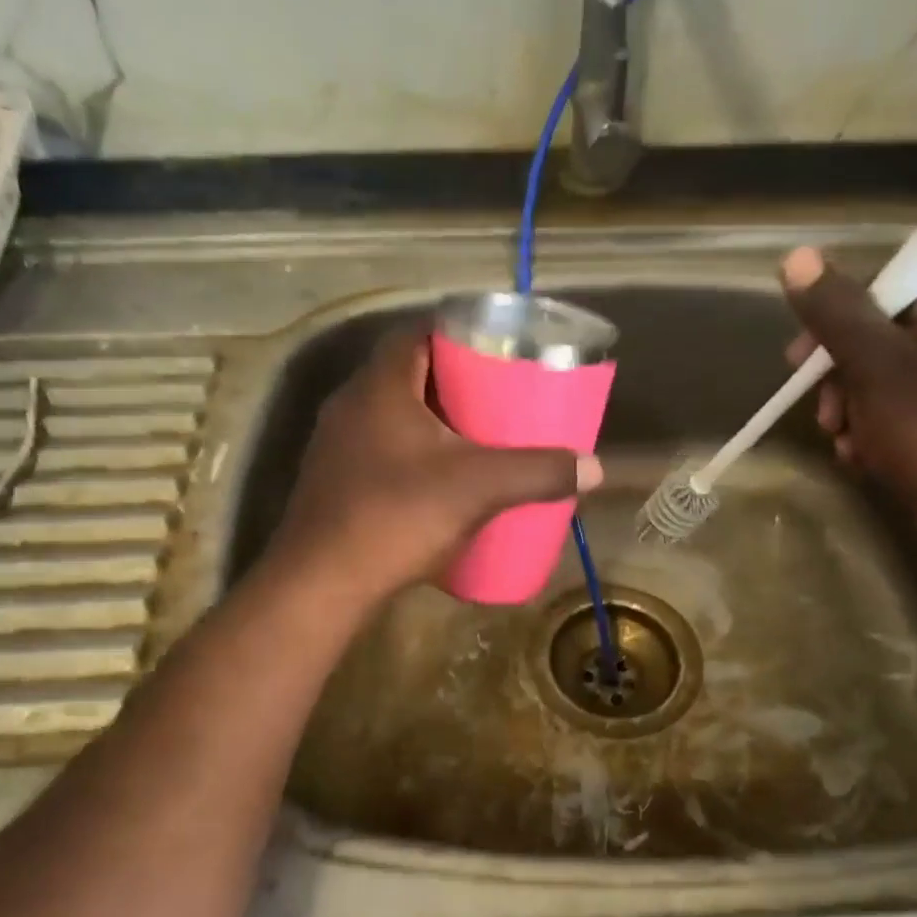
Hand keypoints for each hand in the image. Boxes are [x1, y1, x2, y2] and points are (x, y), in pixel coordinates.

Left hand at [266, 327, 603, 605]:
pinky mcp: (333, 482)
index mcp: (380, 385)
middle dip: (454, 382)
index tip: (497, 351)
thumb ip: (537, 472)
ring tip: (477, 438)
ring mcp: (335, 445)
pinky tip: (440, 482)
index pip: (417, 332)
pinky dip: (413, 454)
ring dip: (433, 421)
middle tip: (498, 397)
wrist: (321, 584)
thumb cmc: (396, 517)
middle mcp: (350, 404)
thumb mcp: (478, 489)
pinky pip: (380, 450)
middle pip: (408, 374)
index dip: (458, 334)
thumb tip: (595, 467)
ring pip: (393, 415)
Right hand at [782, 245, 916, 554]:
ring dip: (854, 409)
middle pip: (883, 335)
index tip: (799, 364)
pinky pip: (909, 405)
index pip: (885, 288)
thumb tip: (796, 256)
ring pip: (889, 376)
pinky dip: (879, 427)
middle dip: (842, 380)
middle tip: (826, 417)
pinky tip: (865, 455)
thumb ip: (835, 313)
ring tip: (846, 444)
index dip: (835, 323)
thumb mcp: (874, 368)